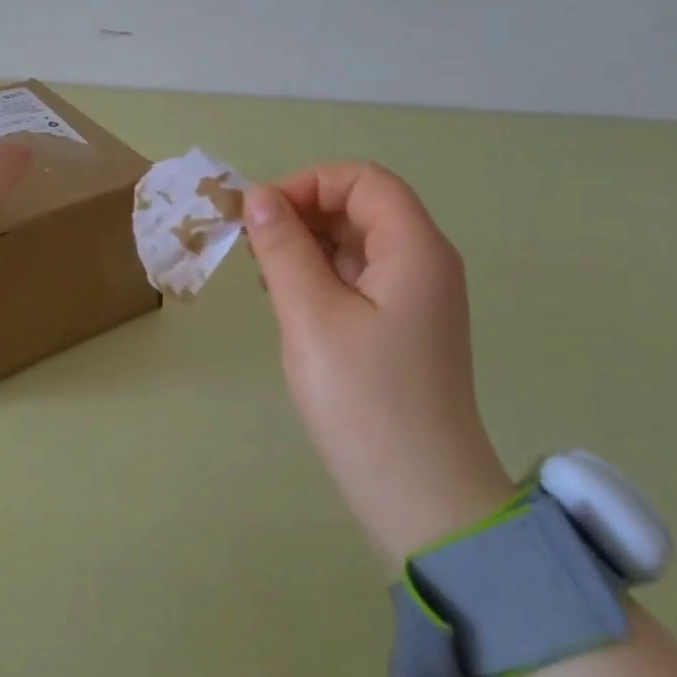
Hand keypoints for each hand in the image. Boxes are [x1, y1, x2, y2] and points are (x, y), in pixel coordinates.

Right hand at [245, 162, 515, 561]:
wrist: (420, 497)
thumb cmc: (364, 400)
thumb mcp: (311, 315)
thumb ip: (283, 248)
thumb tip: (259, 196)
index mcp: (415, 248)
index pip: (363, 180)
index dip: (309, 183)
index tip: (260, 215)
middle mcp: (424, 263)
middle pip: (362, 207)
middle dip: (303, 213)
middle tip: (252, 246)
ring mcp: (416, 298)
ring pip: (357, 244)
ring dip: (308, 246)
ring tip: (264, 275)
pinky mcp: (402, 329)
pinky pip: (359, 280)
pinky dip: (321, 277)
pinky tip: (289, 301)